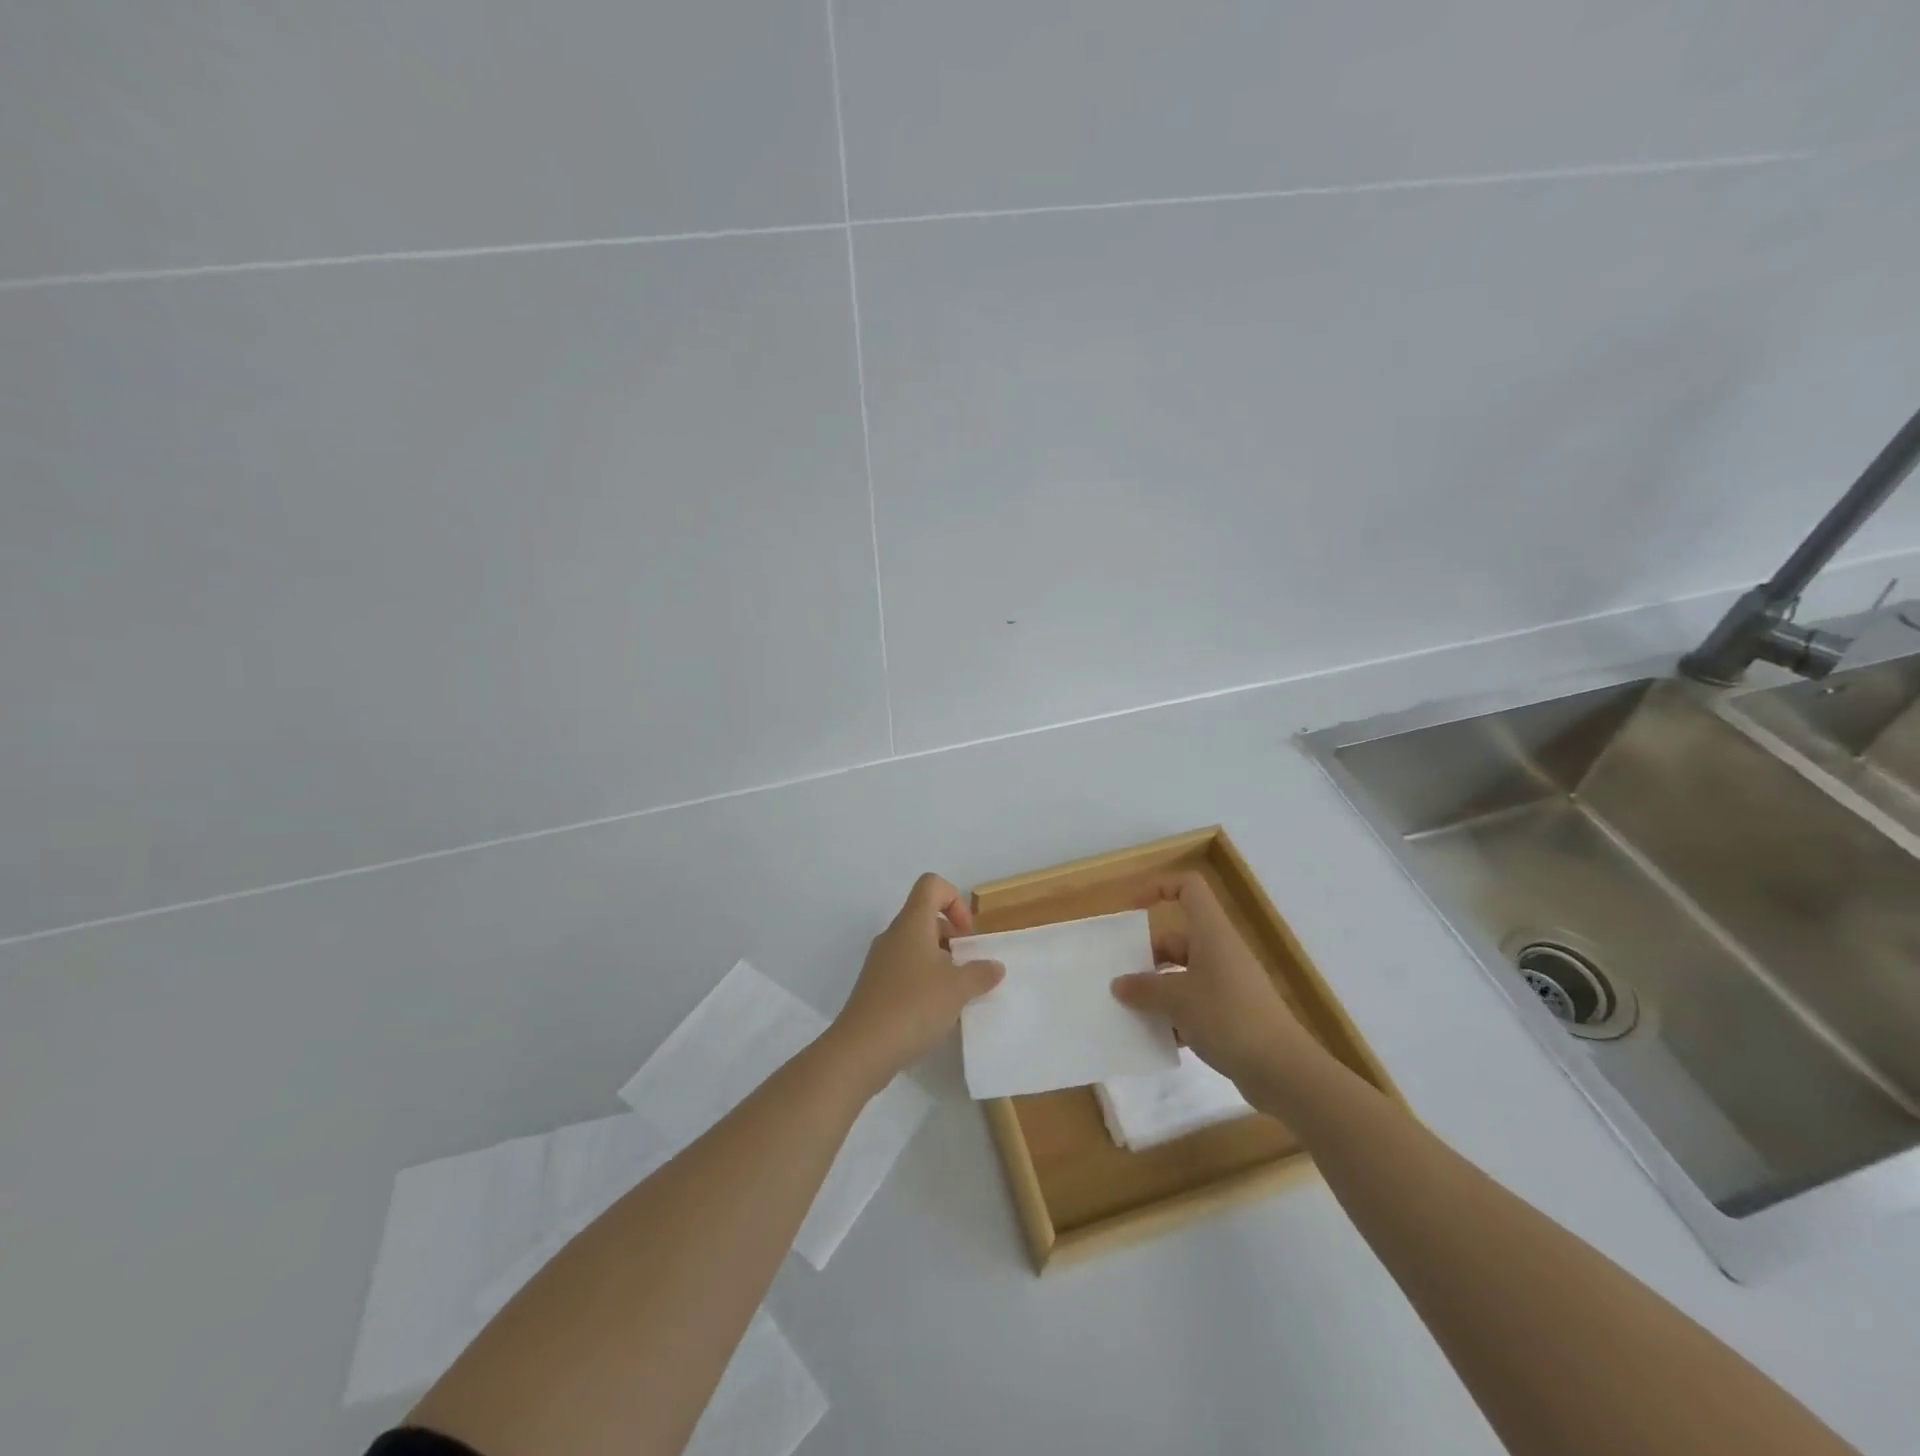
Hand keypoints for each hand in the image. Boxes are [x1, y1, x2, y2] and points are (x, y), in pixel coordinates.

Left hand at [829, 873, 1004, 1092]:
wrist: (862, 1049)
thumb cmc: (913, 1006)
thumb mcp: (958, 989)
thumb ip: (981, 973)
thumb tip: (994, 966)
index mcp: (911, 924)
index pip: (931, 885)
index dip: (954, 900)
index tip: (966, 934)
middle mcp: (893, 936)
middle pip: (925, 917)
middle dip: (952, 937)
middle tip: (968, 967)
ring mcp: (880, 962)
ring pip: (916, 946)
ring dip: (940, 962)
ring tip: (956, 993)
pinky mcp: (875, 987)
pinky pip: (905, 970)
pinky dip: (924, 981)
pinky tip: (935, 1011)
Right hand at [1111, 873, 1313, 1095]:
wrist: (1284, 1070)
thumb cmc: (1228, 1018)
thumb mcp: (1177, 1000)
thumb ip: (1144, 989)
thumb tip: (1119, 984)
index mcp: (1211, 933)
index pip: (1189, 888)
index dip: (1159, 888)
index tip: (1131, 910)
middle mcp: (1221, 951)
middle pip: (1177, 938)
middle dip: (1147, 957)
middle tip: (1120, 978)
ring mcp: (1229, 983)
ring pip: (1183, 974)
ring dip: (1158, 990)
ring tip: (1131, 1011)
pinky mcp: (1233, 1014)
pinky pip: (1195, 1003)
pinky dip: (1176, 1016)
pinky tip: (1159, 1038)